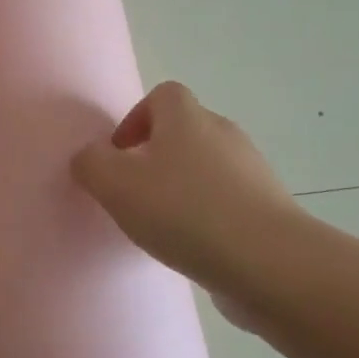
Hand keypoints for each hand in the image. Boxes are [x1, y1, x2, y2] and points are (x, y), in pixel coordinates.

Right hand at [71, 82, 304, 322]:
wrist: (267, 262)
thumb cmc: (184, 211)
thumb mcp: (115, 184)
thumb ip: (91, 163)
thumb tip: (90, 158)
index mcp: (187, 117)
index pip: (162, 95)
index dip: (136, 119)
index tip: (120, 157)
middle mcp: (223, 133)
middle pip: (184, 131)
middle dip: (156, 158)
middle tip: (135, 194)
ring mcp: (252, 171)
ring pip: (206, 168)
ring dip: (182, 189)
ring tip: (163, 227)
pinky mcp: (268, 208)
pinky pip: (227, 202)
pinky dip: (208, 216)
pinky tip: (194, 248)